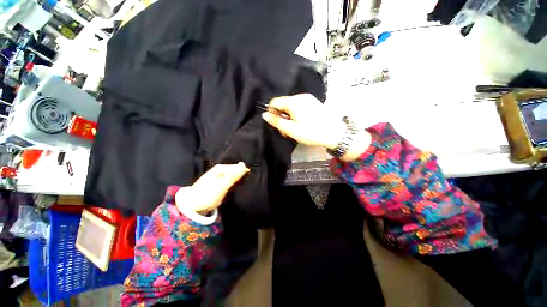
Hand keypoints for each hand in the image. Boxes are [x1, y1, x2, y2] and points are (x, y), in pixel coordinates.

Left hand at [176, 162, 248, 214]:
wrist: (191, 207)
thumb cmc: (207, 195)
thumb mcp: (221, 185)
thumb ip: (233, 175)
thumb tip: (243, 164)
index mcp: (220, 168)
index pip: (237, 167)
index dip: (244, 173)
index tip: (249, 180)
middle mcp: (219, 171)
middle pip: (234, 171)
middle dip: (240, 177)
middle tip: (245, 185)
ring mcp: (218, 177)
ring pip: (232, 177)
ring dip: (237, 181)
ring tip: (241, 187)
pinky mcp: (217, 184)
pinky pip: (228, 182)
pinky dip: (232, 185)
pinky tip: (234, 189)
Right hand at [261, 93, 345, 148]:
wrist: (334, 133)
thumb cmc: (311, 132)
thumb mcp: (291, 129)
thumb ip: (277, 121)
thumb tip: (264, 114)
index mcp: (293, 101)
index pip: (274, 102)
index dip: (272, 113)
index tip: (276, 124)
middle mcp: (300, 96)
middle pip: (283, 104)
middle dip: (282, 117)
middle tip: (285, 131)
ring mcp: (308, 99)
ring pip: (291, 106)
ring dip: (289, 117)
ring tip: (294, 129)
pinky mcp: (314, 103)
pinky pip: (299, 106)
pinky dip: (296, 115)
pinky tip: (301, 124)